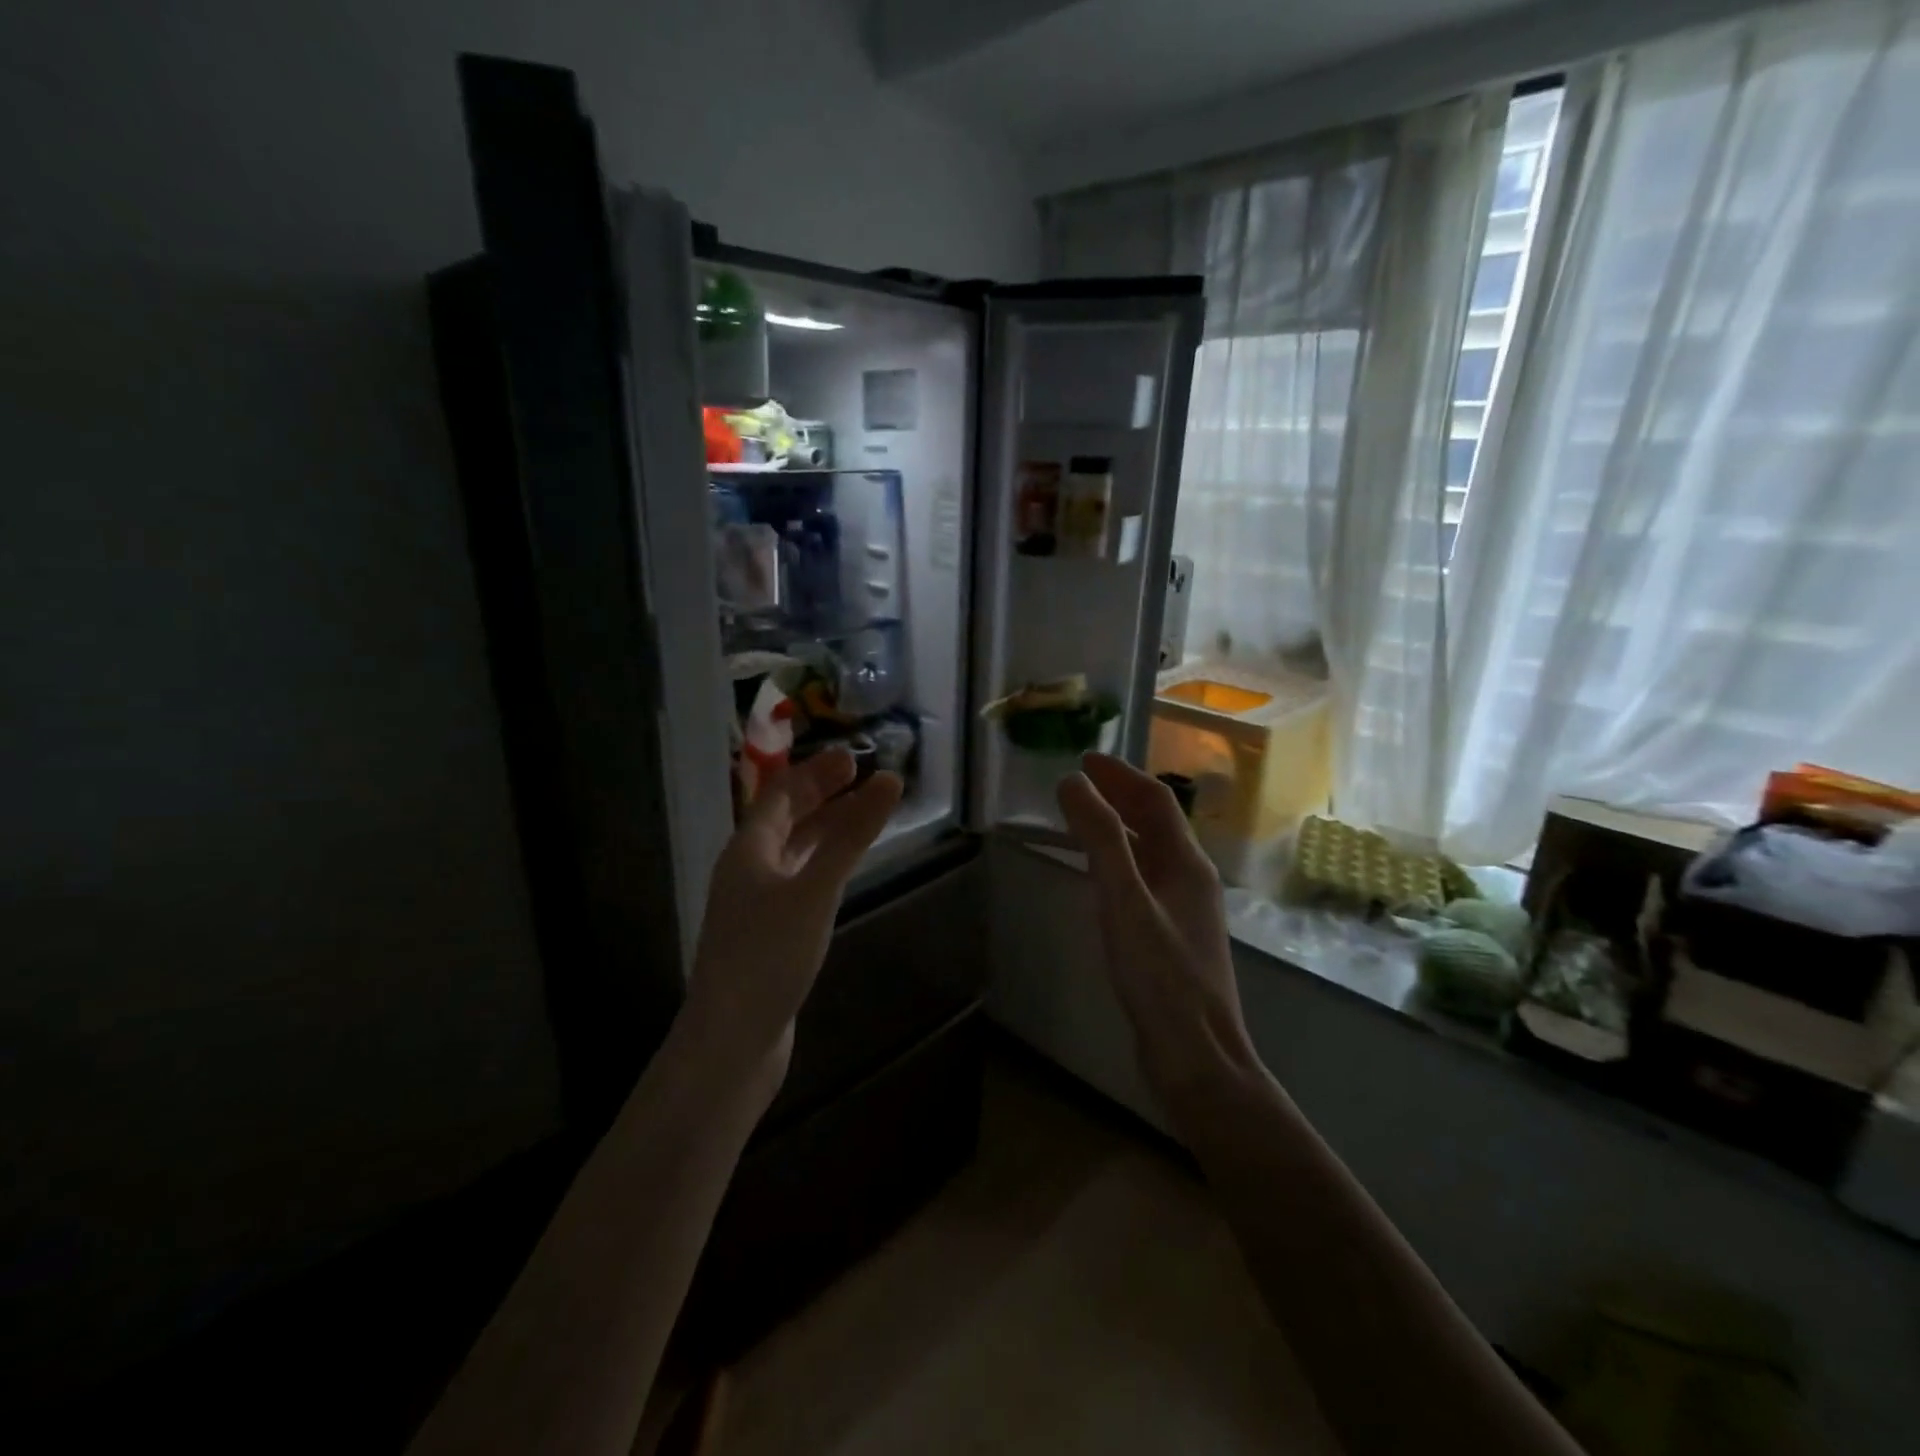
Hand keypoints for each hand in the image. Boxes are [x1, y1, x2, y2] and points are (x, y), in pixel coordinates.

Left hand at [682, 748, 902, 1089]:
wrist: (731, 1040)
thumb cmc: (769, 956)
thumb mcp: (815, 890)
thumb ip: (852, 836)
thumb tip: (890, 781)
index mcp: (748, 849)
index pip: (782, 794)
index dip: (817, 772)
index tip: (856, 758)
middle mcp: (747, 870)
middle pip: (786, 819)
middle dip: (823, 795)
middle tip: (863, 779)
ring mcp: (756, 904)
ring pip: (794, 851)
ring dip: (826, 829)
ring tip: (863, 817)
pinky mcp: (768, 934)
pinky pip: (799, 880)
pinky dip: (823, 863)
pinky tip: (842, 872)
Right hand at [1057, 753, 1255, 1097]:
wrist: (1197, 1056)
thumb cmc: (1160, 976)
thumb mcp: (1123, 900)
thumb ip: (1099, 839)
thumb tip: (1074, 782)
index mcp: (1186, 863)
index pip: (1154, 801)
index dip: (1120, 775)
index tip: (1084, 759)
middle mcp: (1192, 878)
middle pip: (1155, 823)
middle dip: (1119, 796)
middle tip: (1080, 782)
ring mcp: (1185, 910)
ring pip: (1149, 852)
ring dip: (1118, 827)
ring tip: (1082, 817)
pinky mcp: (1172, 936)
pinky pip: (1144, 879)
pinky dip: (1118, 860)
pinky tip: (1100, 876)